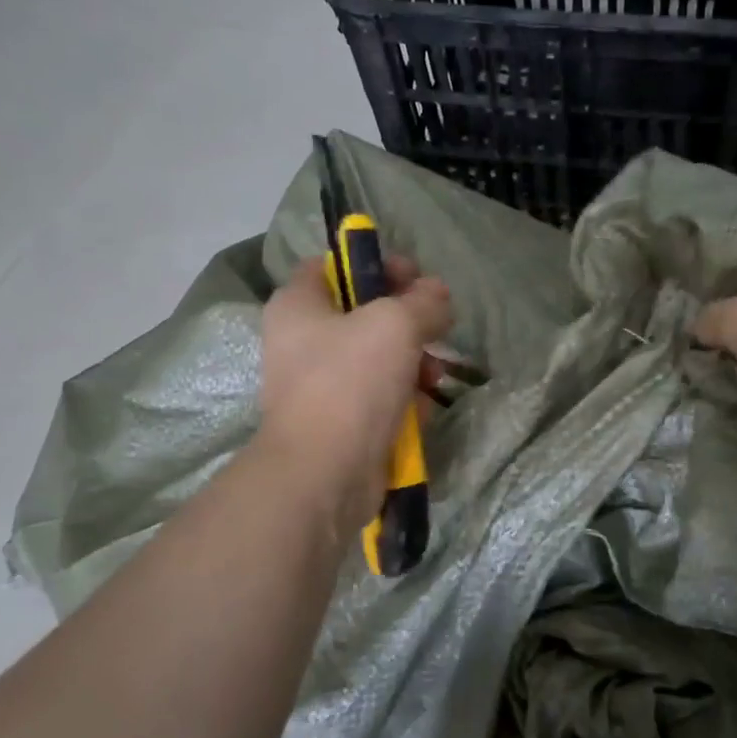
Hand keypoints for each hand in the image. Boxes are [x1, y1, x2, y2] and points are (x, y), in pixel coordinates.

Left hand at [259, 255, 452, 527]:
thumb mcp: (396, 324)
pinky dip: (404, 399)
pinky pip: (379, 397)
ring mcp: (320, 385)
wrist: (325, 473)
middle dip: (408, 320)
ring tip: (434, 374)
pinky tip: (422, 408)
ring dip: (413, 362)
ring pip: (378, 358)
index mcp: (298, 305)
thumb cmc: (351, 382)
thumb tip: (438, 294)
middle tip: (436, 327)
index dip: (376, 264)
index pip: (334, 265)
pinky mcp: (340, 422)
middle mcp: (302, 341)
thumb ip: (423, 301)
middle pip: (363, 314)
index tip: (416, 277)